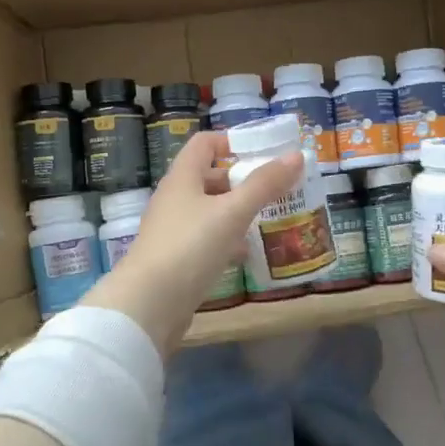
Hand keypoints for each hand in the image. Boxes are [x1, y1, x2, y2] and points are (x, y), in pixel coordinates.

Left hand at [82, 131, 301, 353]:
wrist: (149, 304)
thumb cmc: (190, 246)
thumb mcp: (233, 212)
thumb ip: (264, 184)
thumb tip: (296, 155)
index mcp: (183, 178)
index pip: (204, 143)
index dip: (232, 141)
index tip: (263, 152)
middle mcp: (175, 198)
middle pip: (209, 177)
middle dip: (242, 179)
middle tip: (275, 187)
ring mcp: (174, 230)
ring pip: (210, 210)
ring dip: (237, 211)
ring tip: (269, 217)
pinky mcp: (177, 258)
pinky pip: (206, 240)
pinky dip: (228, 240)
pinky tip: (247, 252)